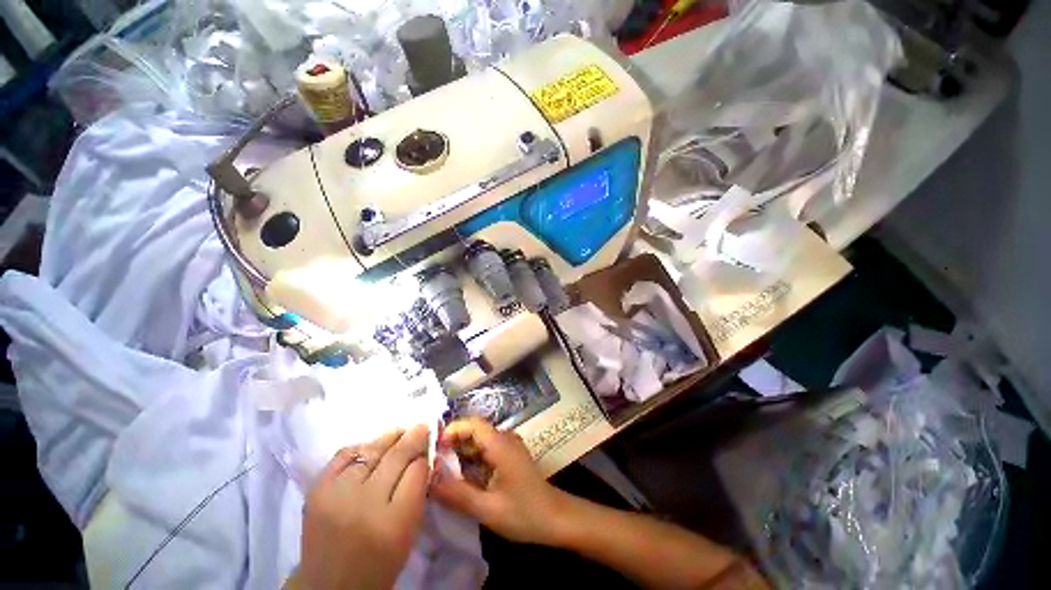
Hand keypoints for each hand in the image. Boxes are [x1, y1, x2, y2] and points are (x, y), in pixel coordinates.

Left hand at [299, 426, 430, 589]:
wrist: (330, 586)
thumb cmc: (379, 562)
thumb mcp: (409, 532)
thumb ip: (419, 492)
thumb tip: (427, 457)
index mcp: (394, 522)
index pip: (417, 471)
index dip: (425, 457)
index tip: (429, 447)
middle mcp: (365, 504)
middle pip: (396, 456)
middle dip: (413, 437)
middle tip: (422, 426)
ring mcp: (337, 495)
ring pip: (371, 450)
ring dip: (389, 439)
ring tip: (401, 431)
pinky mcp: (317, 490)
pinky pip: (343, 455)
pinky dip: (361, 447)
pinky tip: (371, 446)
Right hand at [431, 418, 571, 545]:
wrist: (556, 519)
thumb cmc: (524, 513)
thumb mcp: (487, 508)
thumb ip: (457, 493)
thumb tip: (428, 478)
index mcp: (501, 444)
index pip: (472, 424)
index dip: (451, 431)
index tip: (432, 447)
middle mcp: (505, 439)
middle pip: (474, 431)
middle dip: (452, 444)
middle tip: (431, 464)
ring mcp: (508, 447)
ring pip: (479, 442)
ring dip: (460, 454)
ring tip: (440, 472)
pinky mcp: (509, 457)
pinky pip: (486, 452)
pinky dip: (471, 461)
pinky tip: (460, 479)